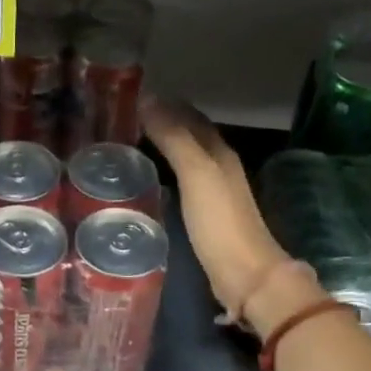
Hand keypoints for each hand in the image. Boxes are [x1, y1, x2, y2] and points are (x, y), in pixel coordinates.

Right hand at [142, 97, 314, 333]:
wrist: (244, 274)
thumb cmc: (220, 222)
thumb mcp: (196, 174)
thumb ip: (174, 138)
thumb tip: (148, 100)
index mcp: (219, 152)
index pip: (190, 116)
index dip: (166, 104)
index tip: (133, 96)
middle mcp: (219, 167)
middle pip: (191, 135)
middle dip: (164, 122)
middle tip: (126, 117)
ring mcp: (215, 193)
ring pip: (187, 158)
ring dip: (164, 147)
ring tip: (132, 143)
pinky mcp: (207, 217)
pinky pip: (183, 182)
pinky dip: (166, 172)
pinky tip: (150, 180)